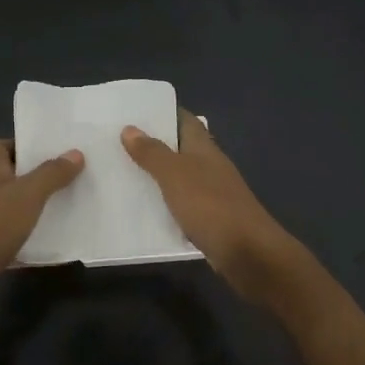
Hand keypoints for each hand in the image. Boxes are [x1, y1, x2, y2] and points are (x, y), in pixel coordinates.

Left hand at [0, 139, 83, 321]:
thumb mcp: (28, 195)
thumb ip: (51, 174)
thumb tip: (75, 153)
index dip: (18, 145)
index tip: (45, 151)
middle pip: (5, 177)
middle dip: (32, 178)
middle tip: (64, 179)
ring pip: (9, 208)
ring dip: (31, 209)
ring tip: (62, 210)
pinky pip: (9, 238)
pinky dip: (26, 240)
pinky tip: (48, 245)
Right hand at [122, 110, 302, 302]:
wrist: (248, 253)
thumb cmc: (211, 206)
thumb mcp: (175, 175)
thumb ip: (153, 153)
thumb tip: (130, 128)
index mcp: (205, 149)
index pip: (185, 120)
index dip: (164, 112)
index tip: (135, 110)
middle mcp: (210, 167)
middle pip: (181, 148)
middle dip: (154, 144)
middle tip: (117, 142)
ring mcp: (212, 194)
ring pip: (180, 177)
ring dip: (157, 175)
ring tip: (122, 173)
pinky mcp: (210, 220)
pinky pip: (182, 204)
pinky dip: (164, 203)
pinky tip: (143, 208)